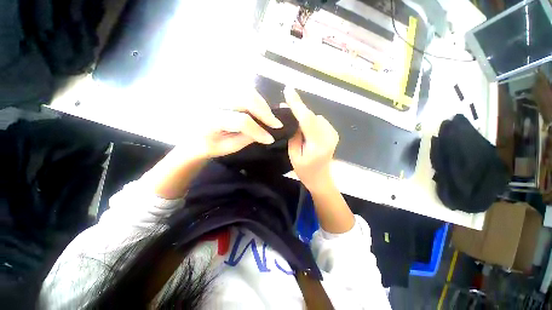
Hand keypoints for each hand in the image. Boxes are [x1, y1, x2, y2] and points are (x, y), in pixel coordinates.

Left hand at [149, 90, 281, 198]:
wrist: (191, 135)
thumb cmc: (208, 145)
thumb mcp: (226, 148)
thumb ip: (246, 139)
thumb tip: (266, 132)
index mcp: (209, 120)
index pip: (240, 121)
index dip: (258, 130)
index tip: (270, 139)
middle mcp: (211, 100)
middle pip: (244, 98)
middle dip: (264, 111)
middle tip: (276, 123)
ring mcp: (215, 90)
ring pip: (245, 89)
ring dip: (262, 103)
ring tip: (269, 116)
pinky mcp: (220, 88)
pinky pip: (242, 88)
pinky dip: (255, 97)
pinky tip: (260, 108)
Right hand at [284, 87, 338, 191]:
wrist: (321, 178)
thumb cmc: (305, 171)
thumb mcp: (294, 155)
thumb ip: (294, 136)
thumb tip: (293, 119)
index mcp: (318, 144)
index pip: (307, 119)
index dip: (297, 104)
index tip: (288, 90)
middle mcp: (329, 136)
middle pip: (311, 116)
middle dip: (298, 109)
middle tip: (285, 105)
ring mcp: (333, 133)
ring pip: (315, 117)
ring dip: (304, 116)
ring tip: (295, 121)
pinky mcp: (333, 132)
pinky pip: (318, 121)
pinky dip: (310, 120)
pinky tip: (304, 127)